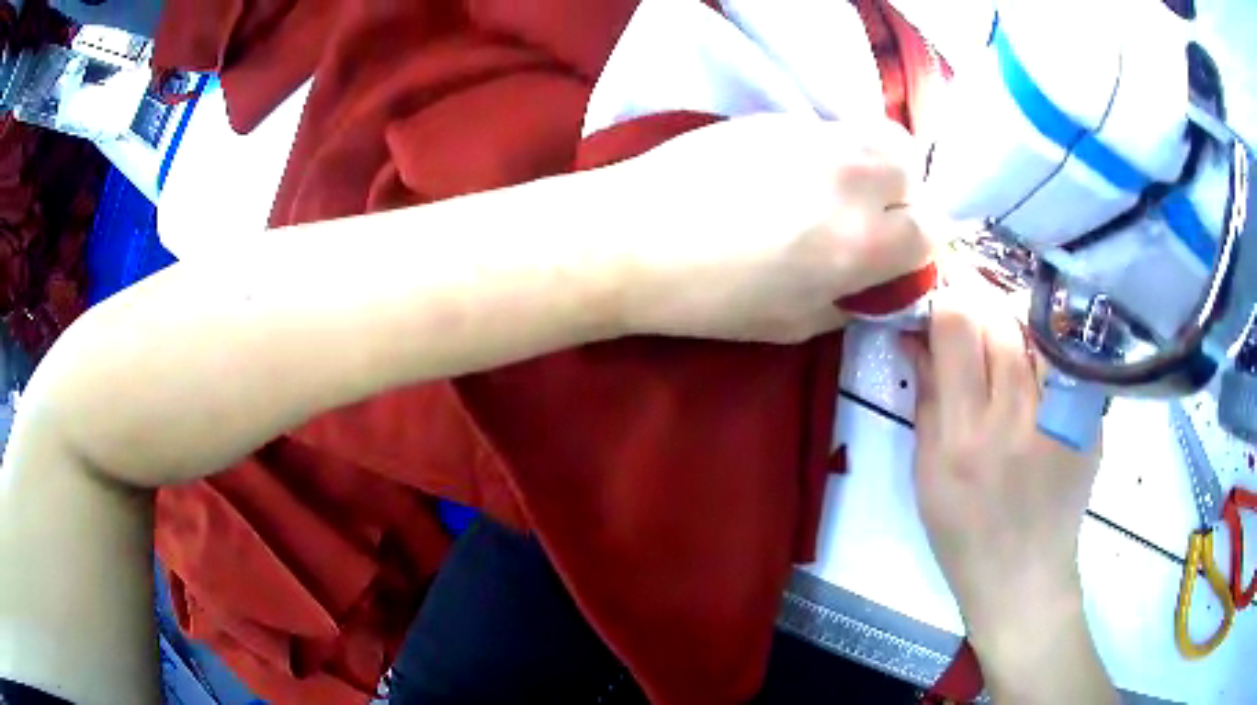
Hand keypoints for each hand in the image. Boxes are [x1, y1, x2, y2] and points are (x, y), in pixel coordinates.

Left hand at [608, 113, 934, 343]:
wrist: (633, 237)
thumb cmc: (710, 298)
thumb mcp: (793, 325)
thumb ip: (852, 300)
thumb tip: (876, 283)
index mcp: (861, 243)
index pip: (932, 229)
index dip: (919, 246)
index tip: (895, 255)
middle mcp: (852, 180)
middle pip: (914, 172)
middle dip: (905, 197)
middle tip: (871, 218)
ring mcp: (815, 138)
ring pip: (882, 136)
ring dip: (880, 163)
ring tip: (845, 188)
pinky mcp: (780, 117)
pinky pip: (835, 127)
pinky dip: (838, 148)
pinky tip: (799, 171)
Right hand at [903, 286, 1113, 701]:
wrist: (1024, 574)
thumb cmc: (963, 532)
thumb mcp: (927, 473)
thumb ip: (926, 397)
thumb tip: (915, 335)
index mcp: (966, 435)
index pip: (958, 327)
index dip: (945, 297)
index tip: (937, 295)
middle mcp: (1017, 416)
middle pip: (1001, 317)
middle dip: (979, 298)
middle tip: (968, 303)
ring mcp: (1061, 415)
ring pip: (1038, 328)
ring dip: (1014, 317)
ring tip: (1002, 329)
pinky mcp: (1090, 418)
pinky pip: (1064, 356)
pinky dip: (1045, 344)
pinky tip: (1035, 358)